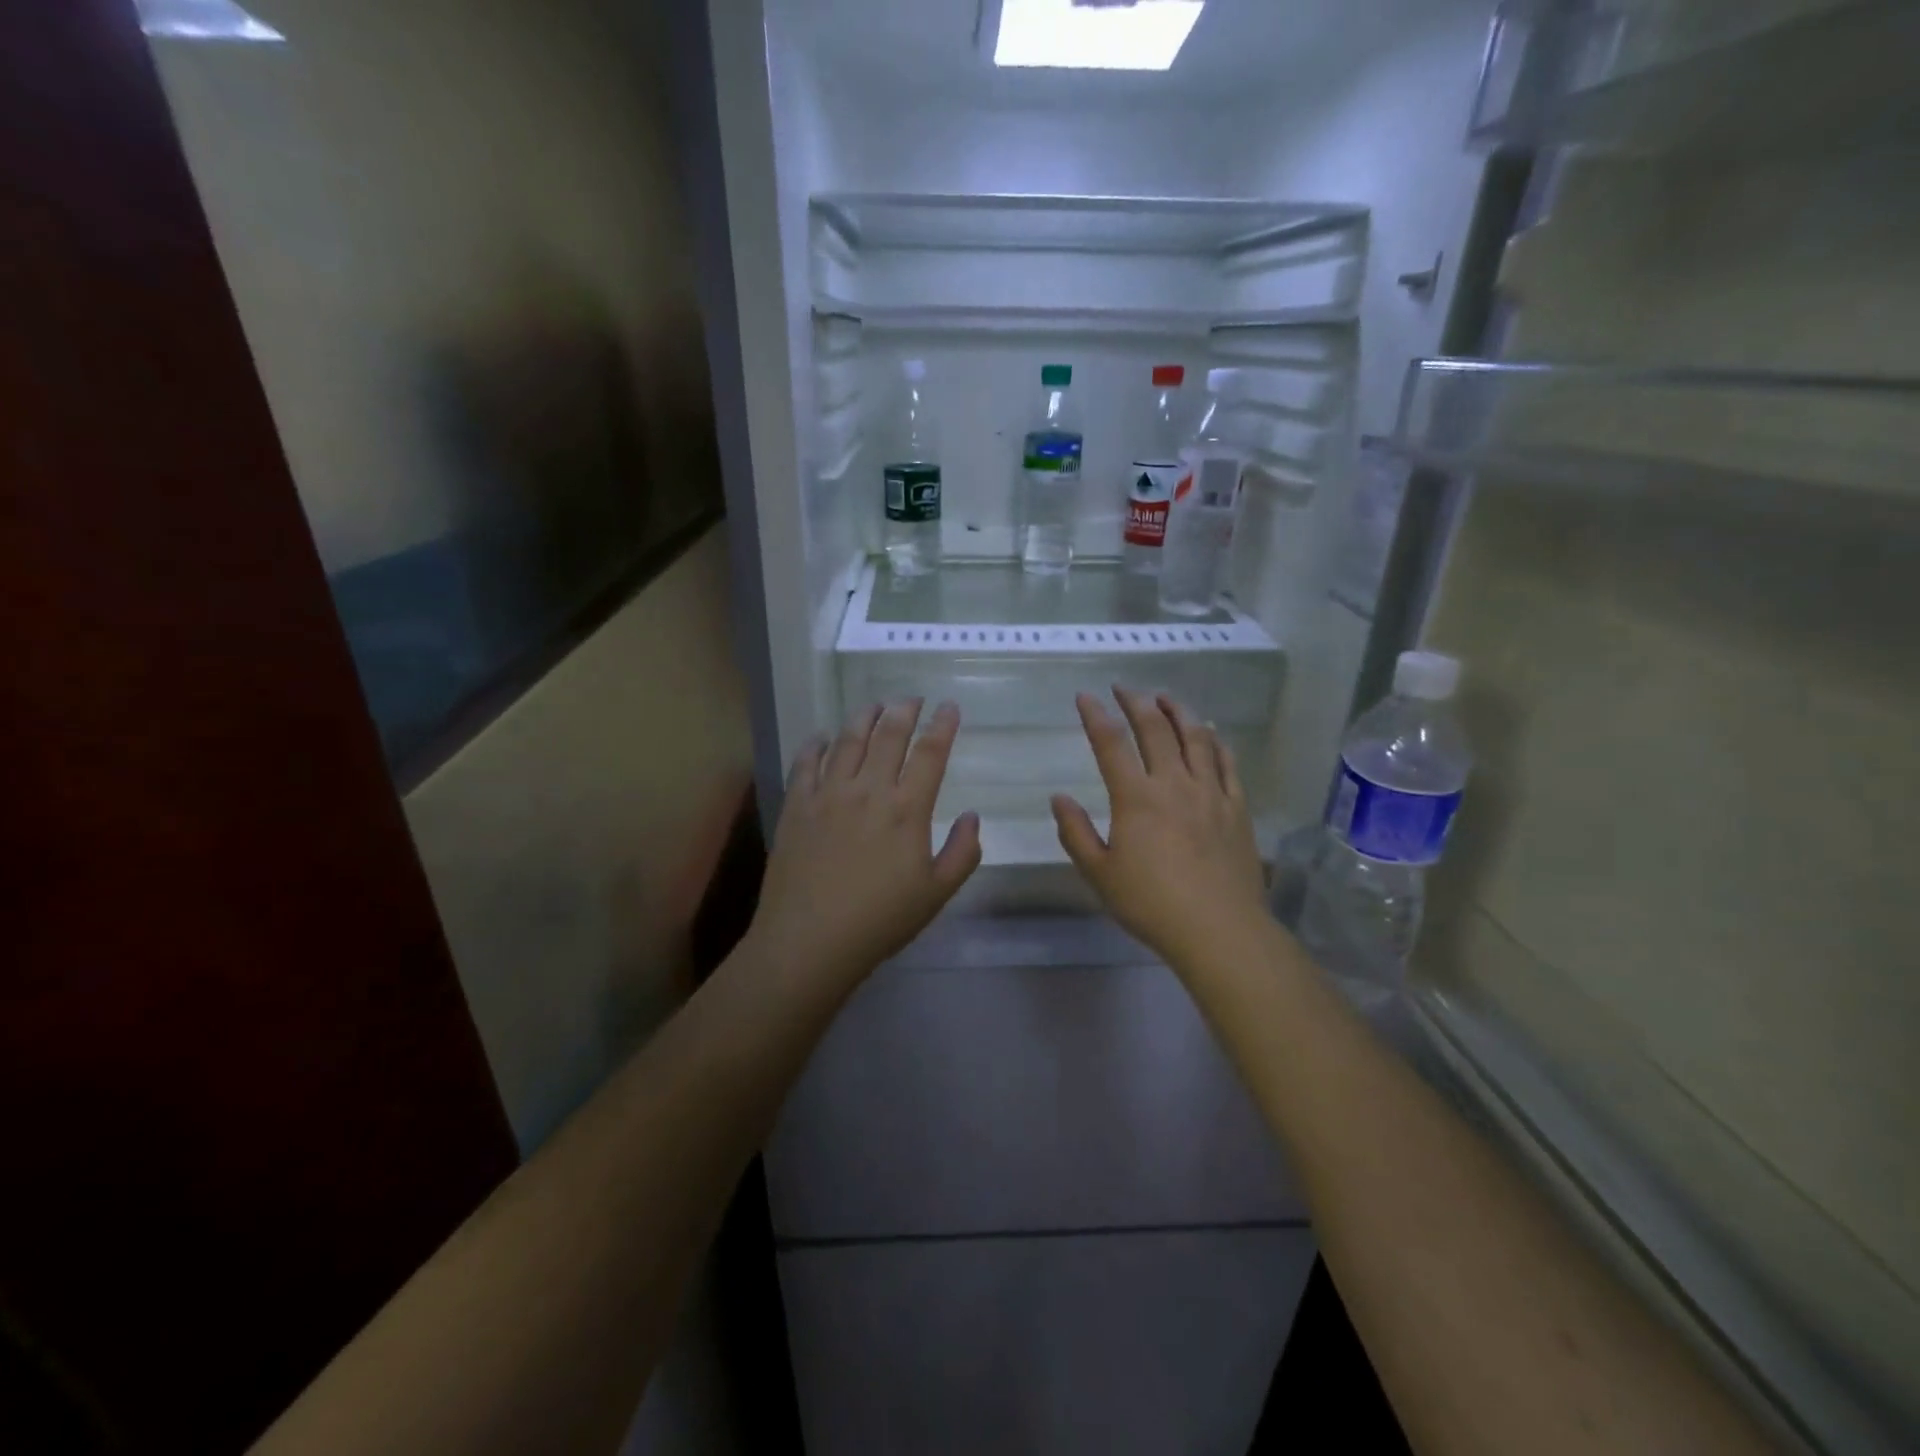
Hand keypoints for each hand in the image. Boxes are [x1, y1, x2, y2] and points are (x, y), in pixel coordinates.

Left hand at [749, 700, 981, 993]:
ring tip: (874, 705)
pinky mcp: (796, 806)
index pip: (930, 753)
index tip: (949, 707)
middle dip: (904, 711)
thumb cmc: (880, 920)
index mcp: (907, 809)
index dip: (942, 726)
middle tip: (912, 698)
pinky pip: (806, 762)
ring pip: (848, 740)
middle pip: (889, 736)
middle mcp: (868, 790)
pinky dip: (817, 743)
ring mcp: (828, 794)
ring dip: (864, 717)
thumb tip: (972, 816)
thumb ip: (963, 852)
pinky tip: (823, 737)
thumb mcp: (936, 893)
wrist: (809, 940)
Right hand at [1052, 689, 1267, 966]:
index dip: (1096, 715)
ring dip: (1178, 711)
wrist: (1219, 929)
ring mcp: (1211, 793)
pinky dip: (1216, 741)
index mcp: (1136, 798)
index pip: (1111, 743)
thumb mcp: (1099, 874)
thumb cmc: (1151, 904)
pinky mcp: (1237, 808)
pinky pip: (1228, 763)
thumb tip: (1059, 798)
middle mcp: (1174, 784)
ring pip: (1196, 738)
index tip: (1085, 696)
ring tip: (1165, 697)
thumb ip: (1076, 833)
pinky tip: (1210, 733)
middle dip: (1137, 702)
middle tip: (1125, 688)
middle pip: (1156, 729)